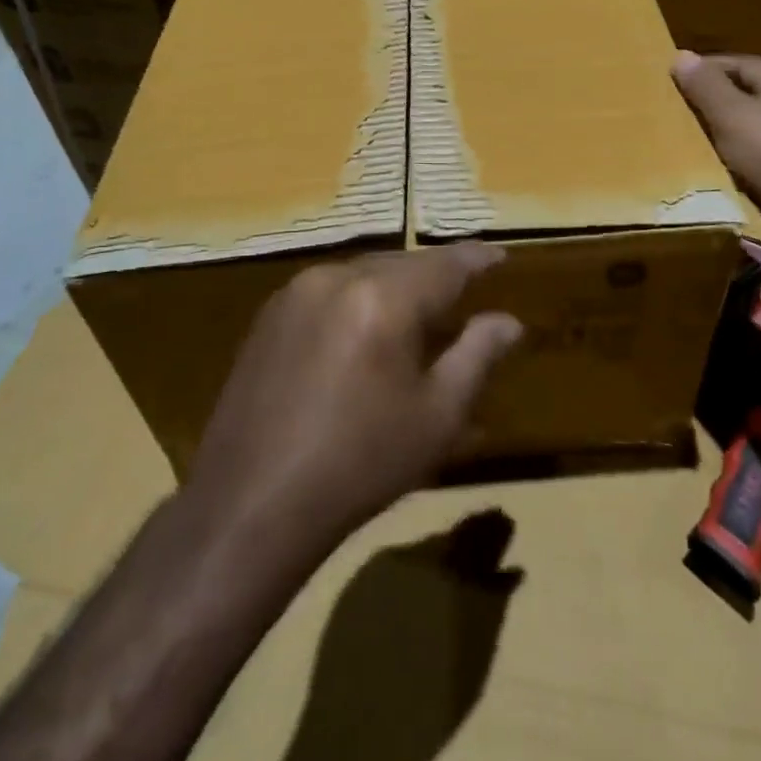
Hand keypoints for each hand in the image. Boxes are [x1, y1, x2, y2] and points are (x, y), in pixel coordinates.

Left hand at [187, 244, 522, 567]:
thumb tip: (509, 322)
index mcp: (383, 298)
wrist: (251, 504)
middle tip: (464, 292)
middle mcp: (338, 277)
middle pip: (402, 264)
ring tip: (417, 313)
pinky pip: (330, 290)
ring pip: (364, 274)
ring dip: (395, 287)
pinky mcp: (270, 314)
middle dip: (436, 275)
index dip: (476, 258)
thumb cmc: (360, 463)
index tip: (500, 256)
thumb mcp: (436, 417)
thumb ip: (477, 356)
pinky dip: (358, 300)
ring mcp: (297, 292)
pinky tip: (365, 332)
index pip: (444, 264)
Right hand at [670, 52, 760, 274]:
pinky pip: (760, 149)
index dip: (701, 70)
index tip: (670, 83)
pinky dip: (738, 152)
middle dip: (711, 99)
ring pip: (752, 121)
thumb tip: (681, 55)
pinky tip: (720, 165)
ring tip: (691, 138)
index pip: (736, 62)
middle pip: (745, 90)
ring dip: (723, 128)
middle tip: (676, 111)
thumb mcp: (730, 116)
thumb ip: (705, 85)